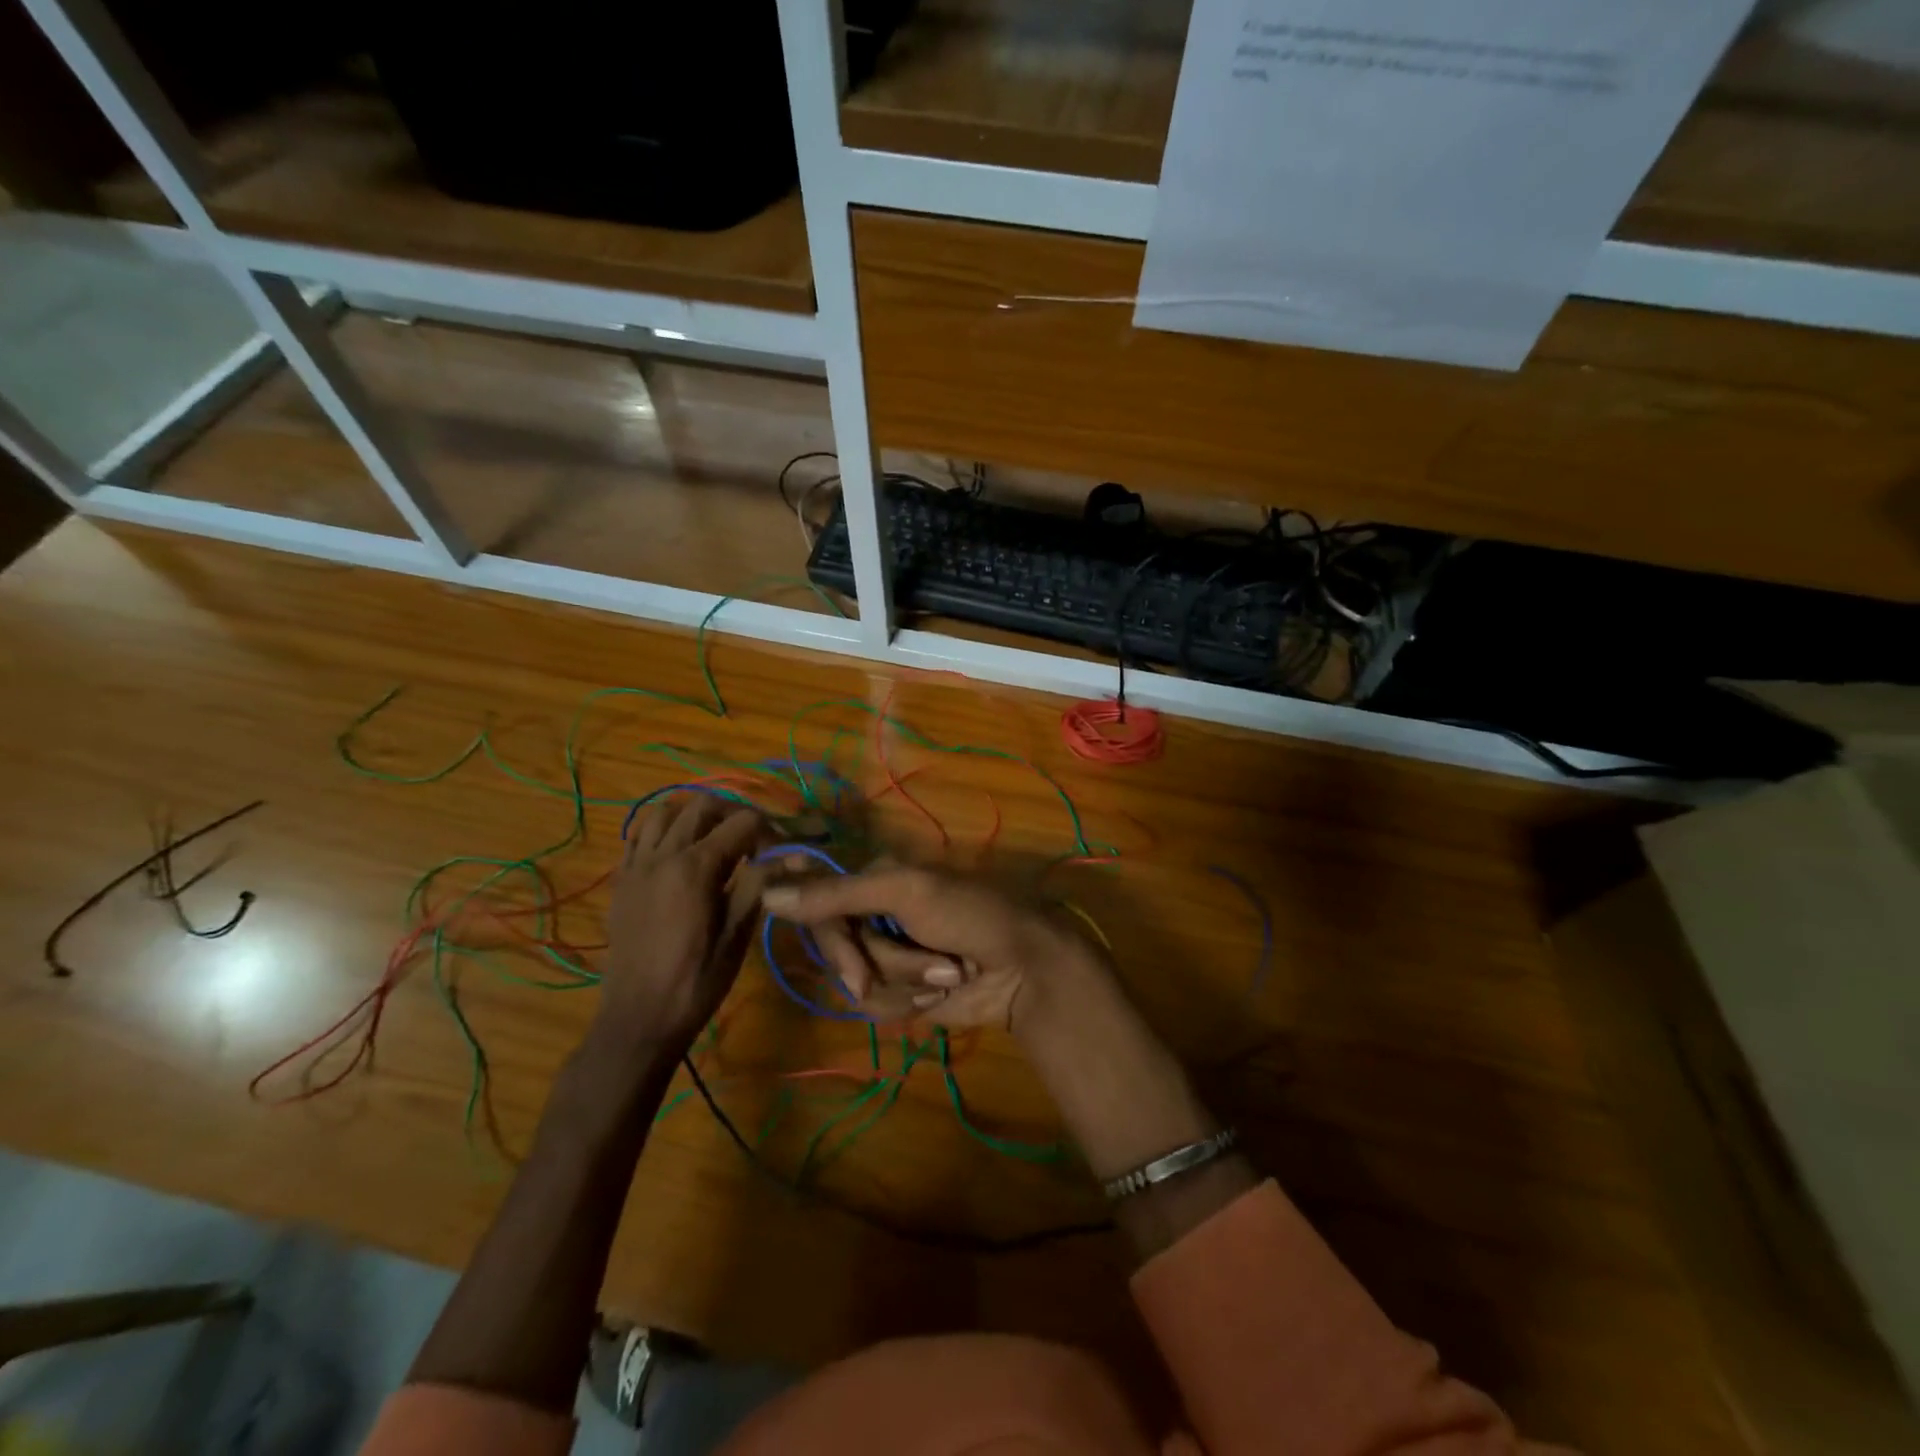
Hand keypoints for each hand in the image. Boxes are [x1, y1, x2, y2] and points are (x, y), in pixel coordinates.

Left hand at [600, 798, 767, 1052]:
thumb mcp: (738, 935)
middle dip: (735, 813)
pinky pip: (639, 835)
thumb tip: (792, 854)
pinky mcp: (621, 880)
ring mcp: (636, 865)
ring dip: (695, 815)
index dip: (770, 830)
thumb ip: (760, 884)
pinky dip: (663, 830)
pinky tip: (679, 853)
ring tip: (715, 838)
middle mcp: (663, 855)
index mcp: (695, 867)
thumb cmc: (696, 981)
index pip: (743, 822)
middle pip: (704, 805)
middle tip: (754, 839)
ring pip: (665, 810)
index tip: (782, 851)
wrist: (638, 1019)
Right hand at [760, 863, 1107, 1030]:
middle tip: (910, 965)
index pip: (820, 899)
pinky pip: (877, 1004)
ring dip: (905, 979)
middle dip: (876, 959)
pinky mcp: (901, 991)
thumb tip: (767, 893)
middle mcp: (875, 914)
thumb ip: (838, 894)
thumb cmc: (970, 914)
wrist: (1024, 968)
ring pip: (857, 979)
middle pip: (835, 945)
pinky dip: (911, 1000)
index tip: (830, 941)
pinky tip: (944, 993)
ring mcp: (888, 955)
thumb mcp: (906, 892)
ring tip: (948, 972)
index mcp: (876, 878)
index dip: (823, 926)